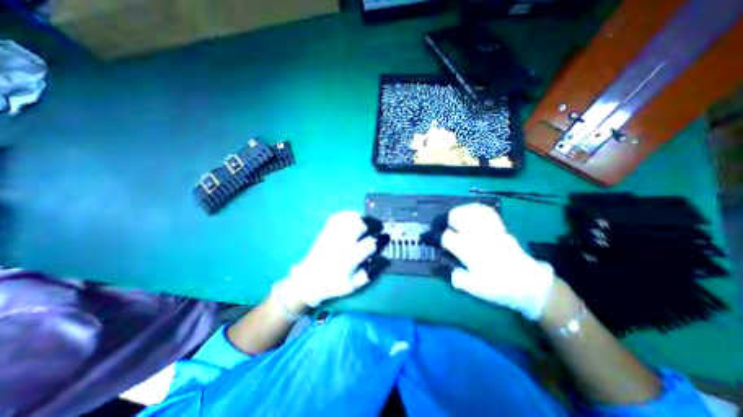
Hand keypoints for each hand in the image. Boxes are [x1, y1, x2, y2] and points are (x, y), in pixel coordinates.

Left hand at [272, 212, 389, 306]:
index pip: (370, 244)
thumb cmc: (333, 284)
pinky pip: (340, 216)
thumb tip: (386, 259)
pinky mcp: (326, 230)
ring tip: (368, 223)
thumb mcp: (355, 284)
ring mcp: (332, 234)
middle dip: (373, 223)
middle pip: (359, 224)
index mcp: (349, 259)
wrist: (308, 280)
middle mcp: (340, 243)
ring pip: (350, 217)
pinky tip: (356, 219)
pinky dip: (350, 215)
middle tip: (379, 227)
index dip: (381, 239)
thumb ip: (372, 272)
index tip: (385, 237)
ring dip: (363, 217)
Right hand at [427, 203, 552, 319]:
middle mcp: (478, 236)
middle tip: (444, 226)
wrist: (529, 284)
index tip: (432, 237)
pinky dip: (475, 209)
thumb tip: (446, 267)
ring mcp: (490, 230)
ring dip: (459, 212)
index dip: (436, 236)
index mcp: (470, 252)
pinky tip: (470, 213)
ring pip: (470, 211)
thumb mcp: (475, 289)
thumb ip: (457, 277)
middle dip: (446, 219)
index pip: (447, 237)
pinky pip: (486, 211)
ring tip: (455, 219)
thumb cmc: (499, 287)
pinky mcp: (500, 227)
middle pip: (457, 217)